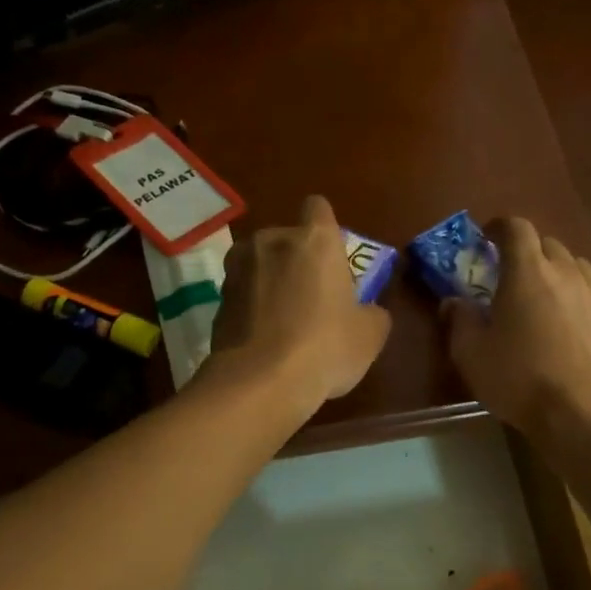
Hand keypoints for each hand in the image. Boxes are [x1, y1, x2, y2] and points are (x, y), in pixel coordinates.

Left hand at [209, 196, 391, 413]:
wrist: (260, 382)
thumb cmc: (325, 347)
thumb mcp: (370, 335)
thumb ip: (372, 313)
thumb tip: (367, 311)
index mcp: (315, 240)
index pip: (318, 207)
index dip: (326, 228)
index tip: (332, 256)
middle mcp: (271, 241)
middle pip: (287, 238)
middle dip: (297, 260)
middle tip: (312, 297)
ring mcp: (238, 269)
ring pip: (260, 264)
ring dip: (271, 282)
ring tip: (284, 320)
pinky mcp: (218, 299)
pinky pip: (243, 294)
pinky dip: (252, 308)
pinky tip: (264, 339)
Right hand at [442, 217, 590, 440]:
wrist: (581, 412)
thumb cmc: (519, 377)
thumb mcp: (471, 353)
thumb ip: (460, 320)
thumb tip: (453, 302)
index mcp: (528, 272)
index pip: (517, 228)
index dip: (500, 226)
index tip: (486, 237)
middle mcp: (565, 273)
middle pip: (547, 243)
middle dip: (526, 250)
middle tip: (509, 272)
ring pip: (574, 264)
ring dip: (554, 269)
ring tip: (541, 292)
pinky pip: (589, 291)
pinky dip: (573, 294)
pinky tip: (564, 320)